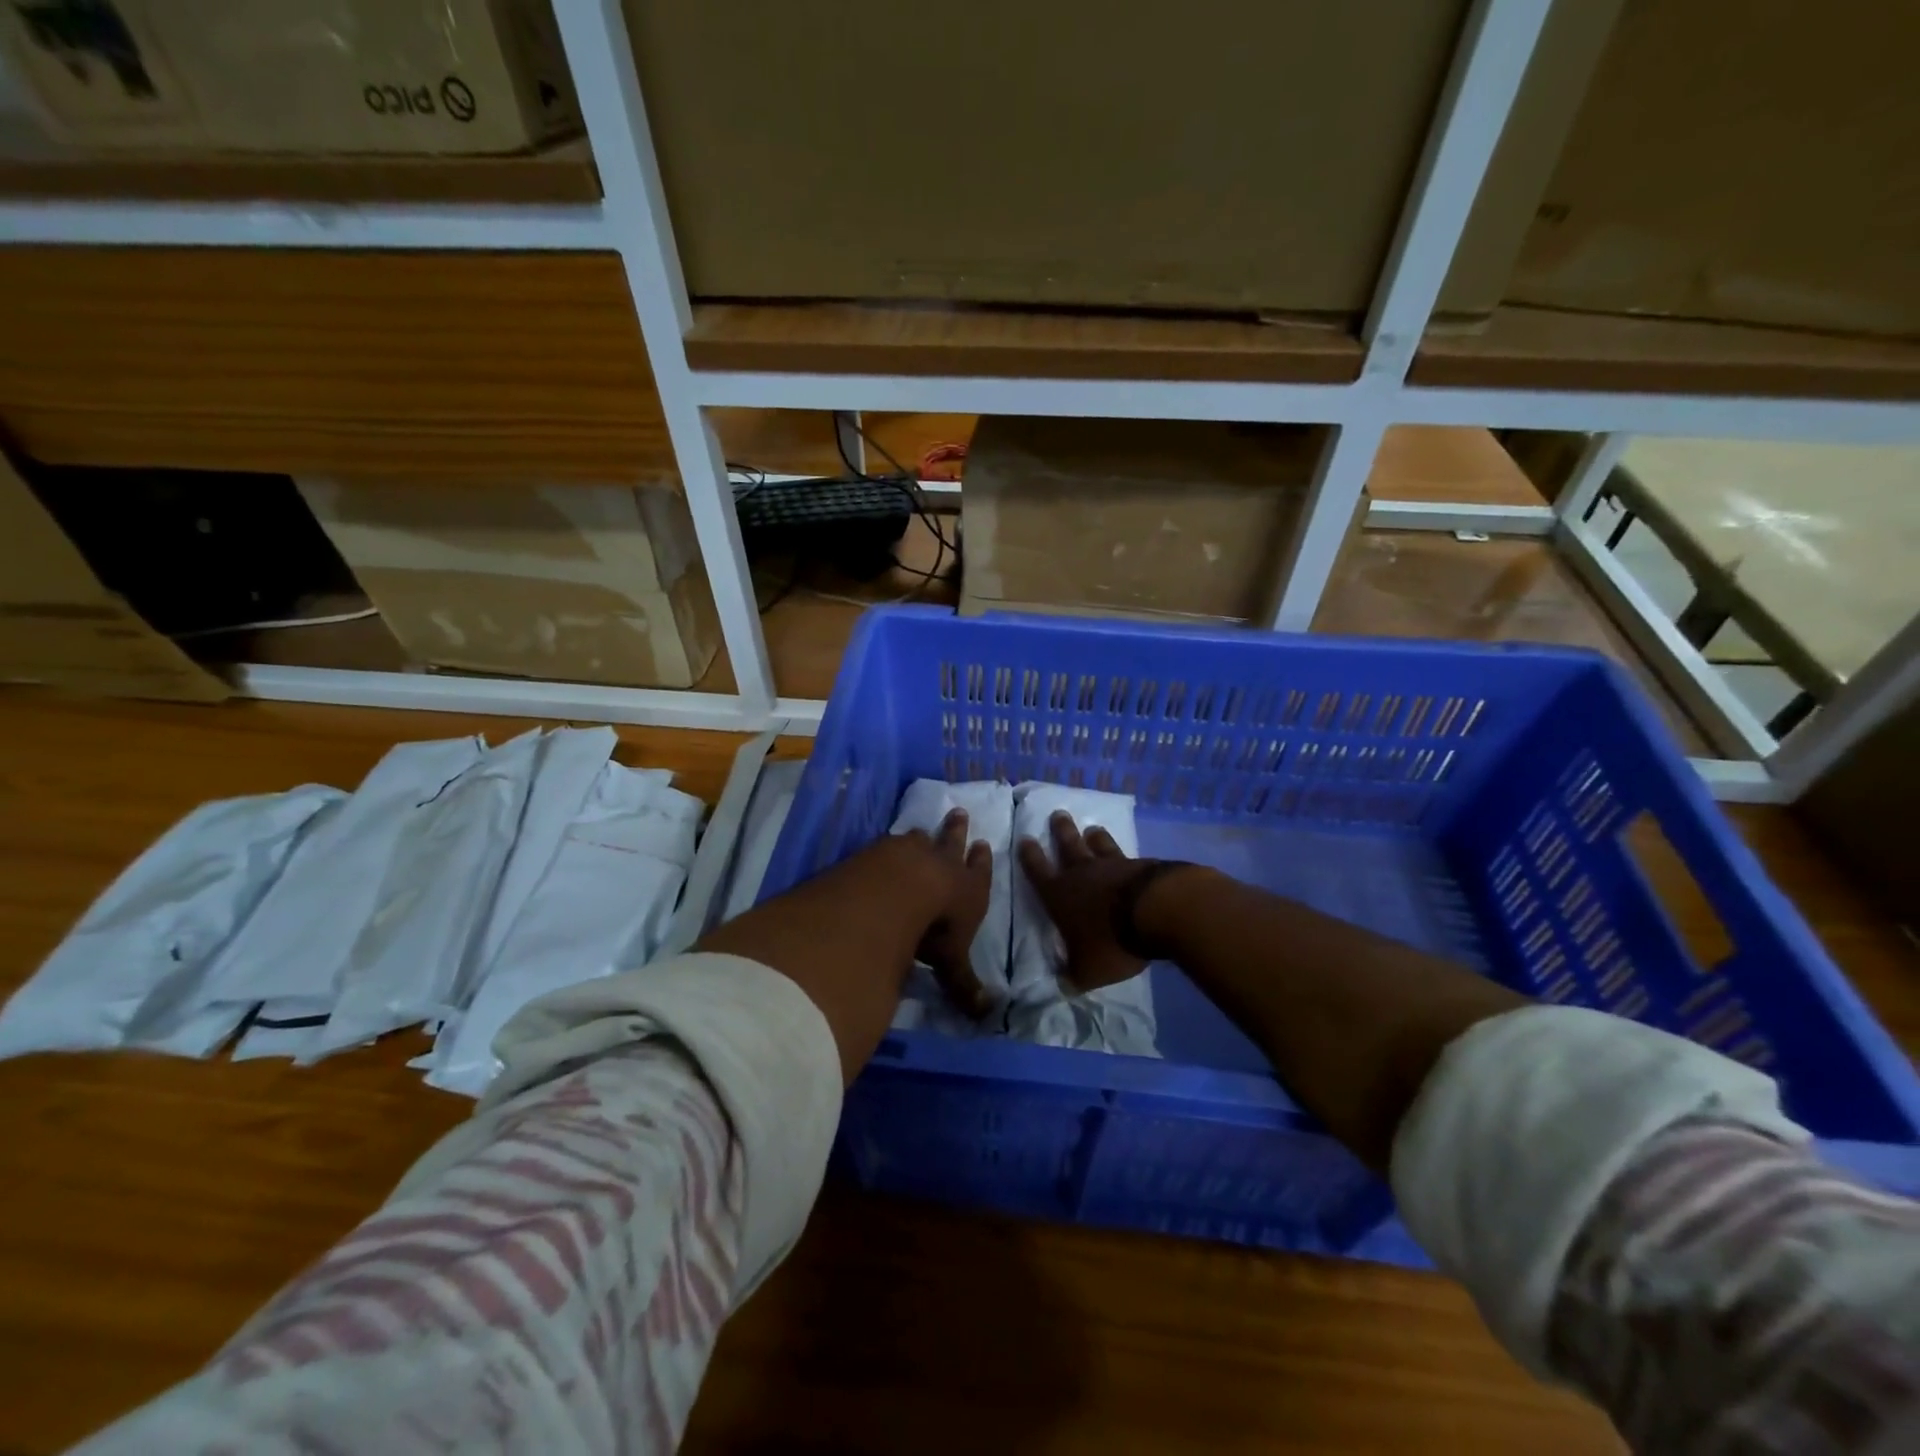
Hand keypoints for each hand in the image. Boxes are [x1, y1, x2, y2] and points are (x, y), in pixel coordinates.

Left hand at [893, 808, 994, 1017]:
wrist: (895, 893)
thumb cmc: (933, 929)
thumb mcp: (951, 962)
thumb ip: (965, 985)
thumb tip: (986, 1014)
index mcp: (968, 889)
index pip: (980, 872)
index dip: (982, 861)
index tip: (984, 844)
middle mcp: (942, 865)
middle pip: (952, 842)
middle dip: (957, 830)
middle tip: (959, 813)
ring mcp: (910, 853)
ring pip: (920, 839)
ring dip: (923, 835)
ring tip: (921, 829)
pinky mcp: (880, 850)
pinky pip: (889, 843)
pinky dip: (889, 844)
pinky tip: (883, 844)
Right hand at [1017, 811, 1156, 993]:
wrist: (1157, 912)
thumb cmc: (1112, 941)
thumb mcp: (1087, 971)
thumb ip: (1072, 977)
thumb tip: (1059, 986)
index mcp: (1060, 895)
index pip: (1038, 871)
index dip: (1029, 856)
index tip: (1025, 839)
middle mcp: (1082, 874)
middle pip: (1068, 846)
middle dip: (1061, 831)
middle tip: (1057, 814)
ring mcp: (1112, 865)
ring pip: (1098, 845)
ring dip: (1093, 837)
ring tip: (1091, 828)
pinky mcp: (1140, 864)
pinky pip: (1127, 855)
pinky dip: (1122, 853)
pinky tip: (1128, 854)